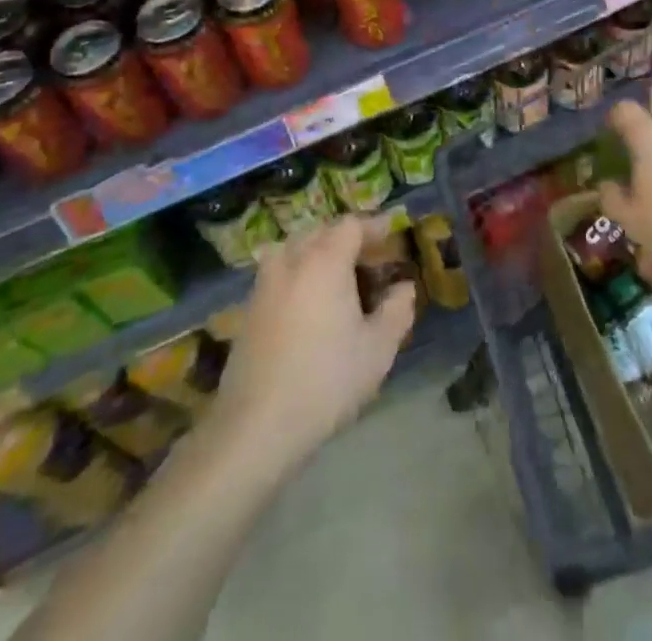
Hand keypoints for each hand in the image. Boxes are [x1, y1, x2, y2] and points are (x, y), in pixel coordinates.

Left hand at [208, 216, 415, 467]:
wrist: (255, 426)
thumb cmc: (325, 380)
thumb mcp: (378, 349)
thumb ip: (397, 310)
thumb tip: (404, 288)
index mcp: (326, 261)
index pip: (352, 225)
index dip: (374, 226)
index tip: (392, 234)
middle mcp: (292, 261)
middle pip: (321, 231)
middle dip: (346, 238)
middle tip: (368, 259)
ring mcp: (265, 285)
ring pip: (294, 249)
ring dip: (317, 252)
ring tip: (335, 276)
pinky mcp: (248, 310)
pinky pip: (278, 273)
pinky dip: (296, 273)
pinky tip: (307, 303)